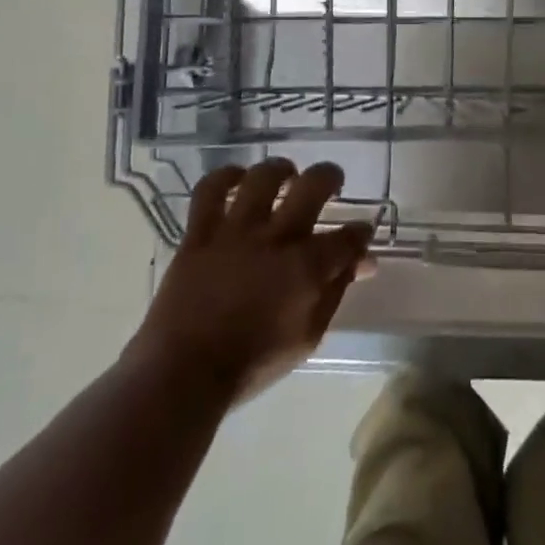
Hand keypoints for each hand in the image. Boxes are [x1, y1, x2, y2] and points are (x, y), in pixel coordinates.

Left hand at [128, 158, 372, 404]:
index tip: (360, 234)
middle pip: (313, 185)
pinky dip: (224, 177)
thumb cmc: (252, 363)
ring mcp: (236, 231)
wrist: (184, 374)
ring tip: (287, 175)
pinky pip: (209, 191)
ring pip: (264, 177)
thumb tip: (361, 263)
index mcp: (307, 267)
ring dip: (281, 170)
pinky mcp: (200, 234)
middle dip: (330, 177)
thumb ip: (336, 292)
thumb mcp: (308, 336)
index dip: (360, 232)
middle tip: (331, 183)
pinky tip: (237, 178)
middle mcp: (276, 238)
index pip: (349, 236)